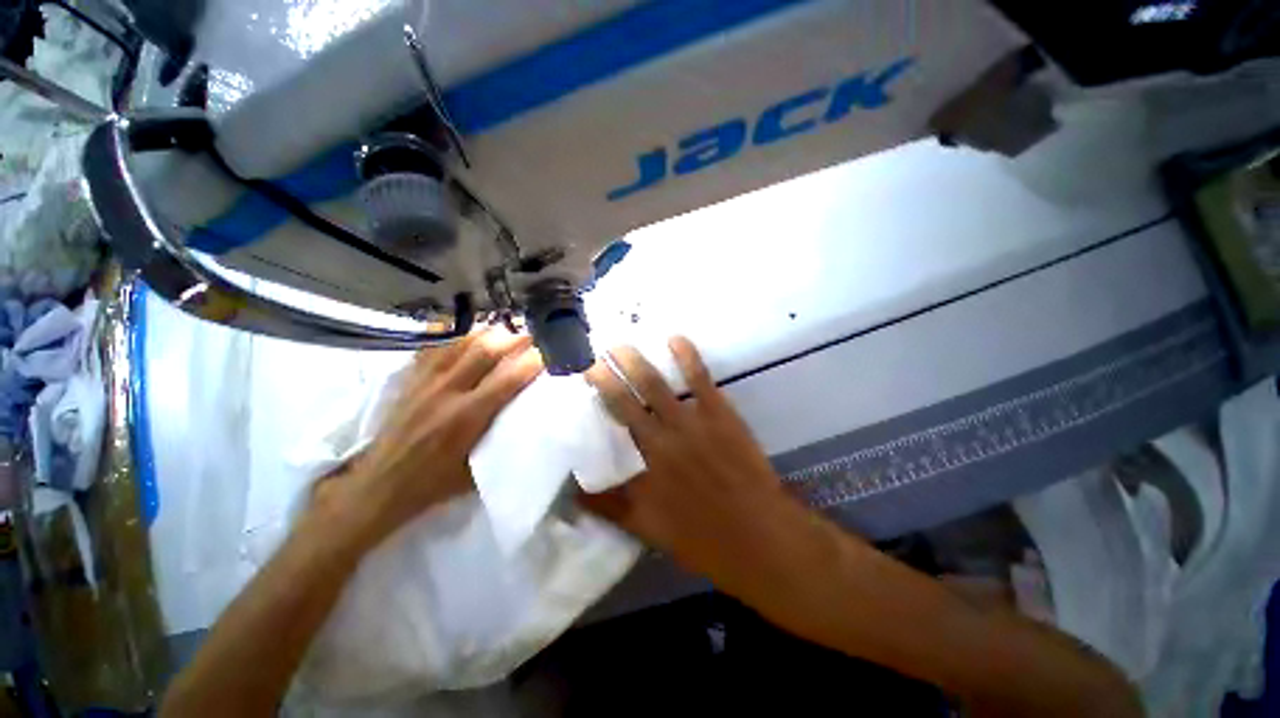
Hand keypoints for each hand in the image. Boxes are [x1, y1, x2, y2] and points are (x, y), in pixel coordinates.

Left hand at [311, 329, 542, 551]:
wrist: (380, 484)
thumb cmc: (435, 482)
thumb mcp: (478, 470)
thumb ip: (503, 441)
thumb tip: (529, 423)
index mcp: (466, 418)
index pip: (507, 379)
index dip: (531, 363)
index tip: (547, 355)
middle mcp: (446, 392)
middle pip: (484, 351)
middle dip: (513, 339)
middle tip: (531, 335)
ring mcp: (425, 382)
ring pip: (460, 344)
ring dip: (487, 334)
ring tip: (505, 331)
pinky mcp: (411, 380)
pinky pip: (435, 348)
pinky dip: (455, 337)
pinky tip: (468, 334)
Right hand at [583, 337, 822, 600]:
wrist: (758, 534)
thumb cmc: (702, 537)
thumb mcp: (647, 528)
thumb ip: (609, 506)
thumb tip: (573, 492)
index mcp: (642, 463)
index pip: (611, 424)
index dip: (596, 400)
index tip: (583, 382)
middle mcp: (659, 437)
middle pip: (625, 399)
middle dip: (606, 375)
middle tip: (591, 356)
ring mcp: (690, 421)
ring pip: (655, 385)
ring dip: (634, 362)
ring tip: (619, 345)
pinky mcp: (719, 413)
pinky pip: (699, 379)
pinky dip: (687, 357)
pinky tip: (675, 339)